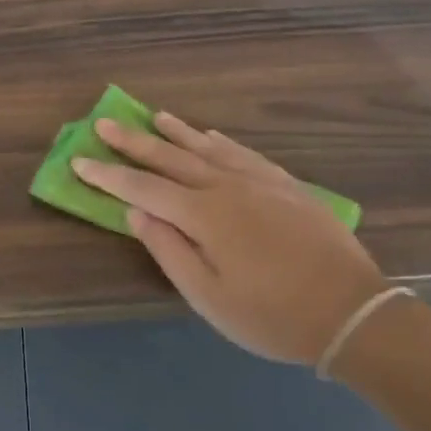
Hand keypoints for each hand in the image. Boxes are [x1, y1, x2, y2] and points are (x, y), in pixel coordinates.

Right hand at [74, 111, 385, 366]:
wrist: (351, 311)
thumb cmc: (272, 314)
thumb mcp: (209, 297)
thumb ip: (168, 250)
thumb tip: (134, 213)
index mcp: (203, 214)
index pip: (142, 188)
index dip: (108, 175)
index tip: (79, 161)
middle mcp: (225, 186)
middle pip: (170, 157)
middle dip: (133, 141)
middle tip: (104, 122)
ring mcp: (258, 180)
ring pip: (207, 147)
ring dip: (176, 131)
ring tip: (154, 116)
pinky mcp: (285, 184)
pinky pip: (243, 152)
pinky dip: (220, 141)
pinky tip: (211, 135)